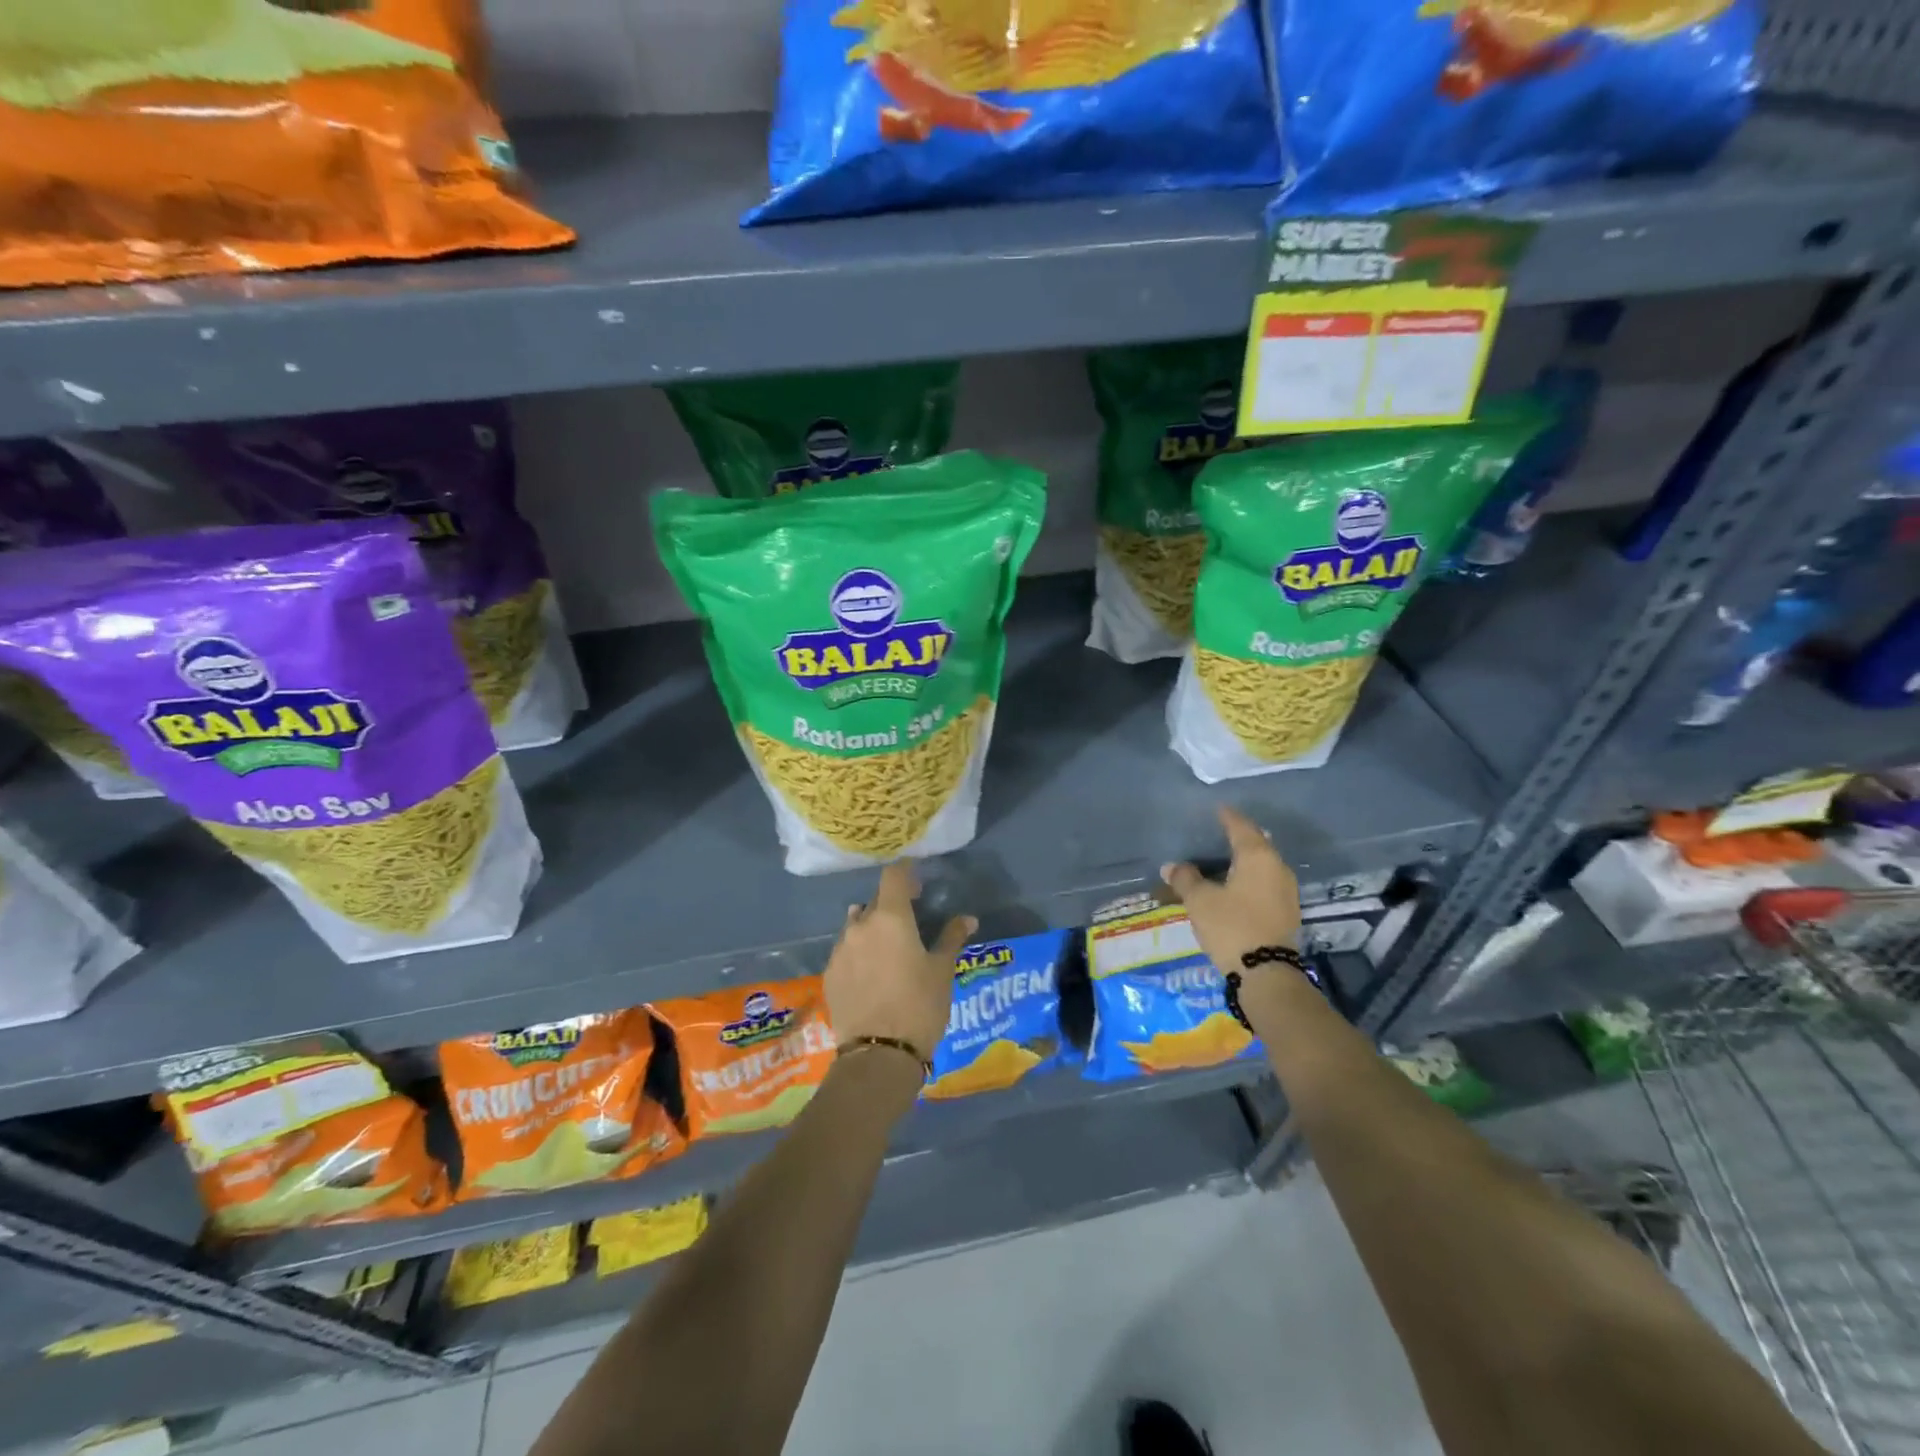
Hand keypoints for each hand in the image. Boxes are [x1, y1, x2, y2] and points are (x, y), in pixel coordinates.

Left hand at [825, 862, 974, 1066]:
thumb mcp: (942, 971)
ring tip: (889, 948)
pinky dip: (859, 952)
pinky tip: (872, 973)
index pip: (894, 876)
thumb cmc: (920, 1006)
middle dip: (892, 905)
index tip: (918, 883)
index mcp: (890, 918)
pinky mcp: (829, 974)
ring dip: (872, 928)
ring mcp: (840, 950)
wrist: (878, 1055)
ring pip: (857, 925)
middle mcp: (860, 925)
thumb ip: (952, 938)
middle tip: (910, 921)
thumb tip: (967, 918)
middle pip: (876, 901)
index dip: (906, 873)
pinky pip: (846, 950)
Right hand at [1161, 806, 1302, 985]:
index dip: (1226, 817)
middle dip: (1238, 838)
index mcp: (1258, 857)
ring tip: (1222, 859)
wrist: (1266, 974)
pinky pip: (1264, 884)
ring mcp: (1286, 892)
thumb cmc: (1231, 926)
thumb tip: (1172, 866)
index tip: (1217, 808)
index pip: (1241, 827)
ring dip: (1243, 861)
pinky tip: (1234, 885)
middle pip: (1256, 844)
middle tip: (1218, 832)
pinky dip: (1248, 879)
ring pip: (1261, 866)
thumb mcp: (1200, 901)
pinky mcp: (1285, 912)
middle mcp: (1277, 868)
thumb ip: (1185, 879)